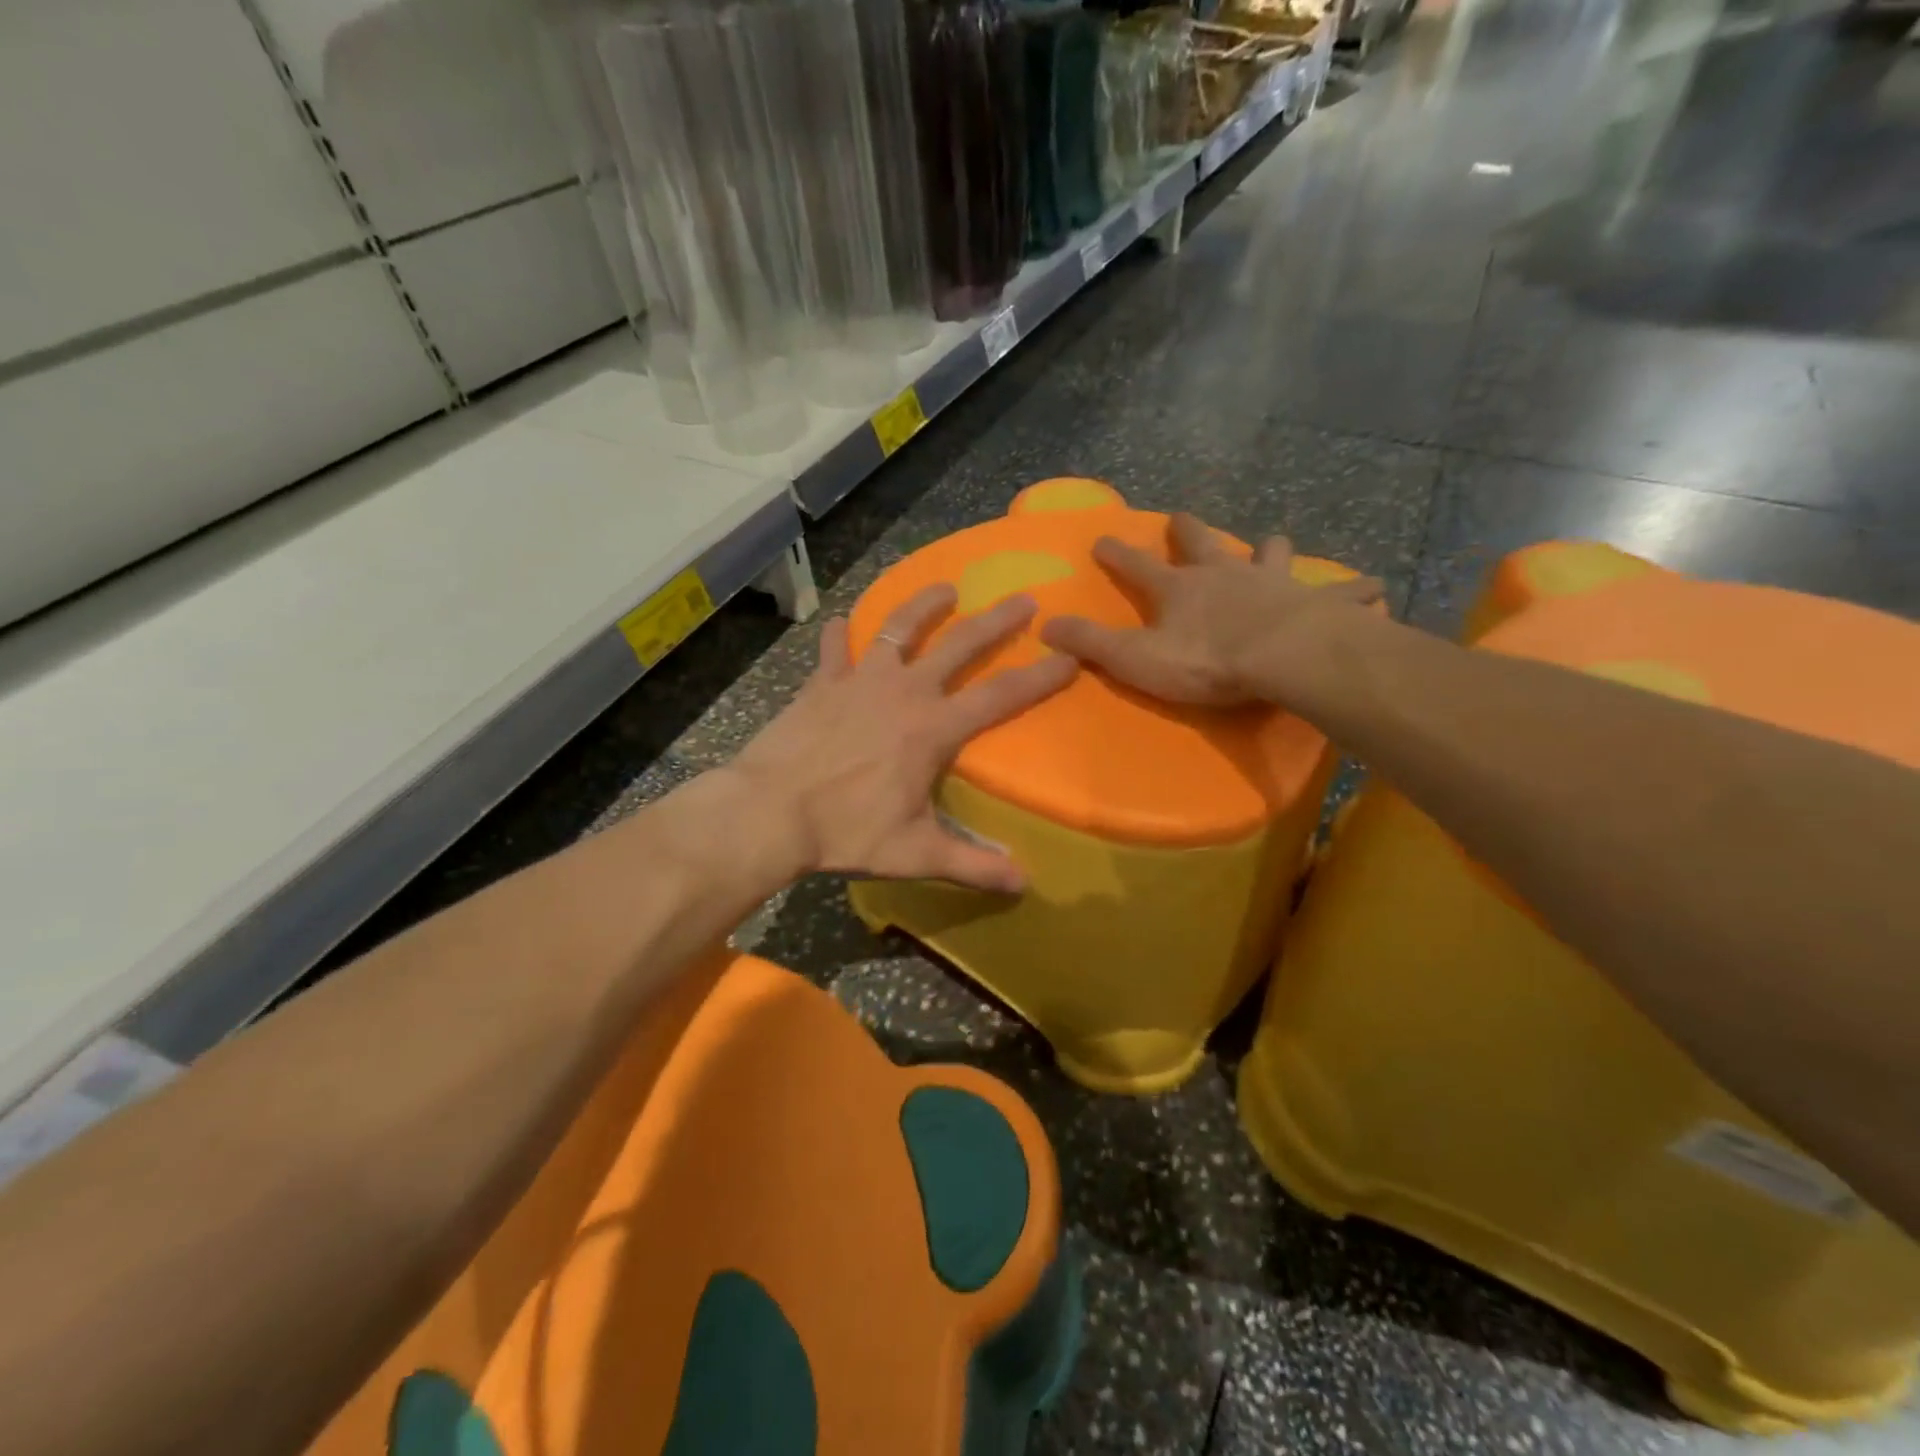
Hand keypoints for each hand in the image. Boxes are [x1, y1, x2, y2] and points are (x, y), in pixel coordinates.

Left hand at [730, 585, 1076, 891]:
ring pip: (898, 628)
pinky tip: (840, 620)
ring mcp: (859, 680)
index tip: (1068, 657)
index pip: (1001, 696)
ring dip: (924, 605)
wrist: (770, 811)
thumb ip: (972, 865)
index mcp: (933, 728)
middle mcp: (904, 691)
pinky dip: (838, 633)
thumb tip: (1023, 884)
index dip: (1040, 677)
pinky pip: (833, 647)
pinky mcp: (821, 683)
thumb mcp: (915, 854)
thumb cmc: (846, 831)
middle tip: (1023, 599)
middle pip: (960, 645)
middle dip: (996, 621)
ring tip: (945, 587)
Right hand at [1040, 513, 1382, 706]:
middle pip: (1202, 544)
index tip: (1103, 537)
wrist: (1284, 659)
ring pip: (1271, 554)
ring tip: (1274, 544)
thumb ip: (1091, 643)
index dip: (1118, 553)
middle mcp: (1224, 574)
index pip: (1138, 565)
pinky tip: (1375, 588)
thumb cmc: (1206, 662)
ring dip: (1270, 549)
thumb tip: (1045, 626)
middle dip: (1187, 531)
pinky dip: (1354, 591)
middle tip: (1181, 517)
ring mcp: (1272, 582)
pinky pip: (1340, 592)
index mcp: (1179, 590)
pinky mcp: (1316, 602)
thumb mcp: (1135, 658)